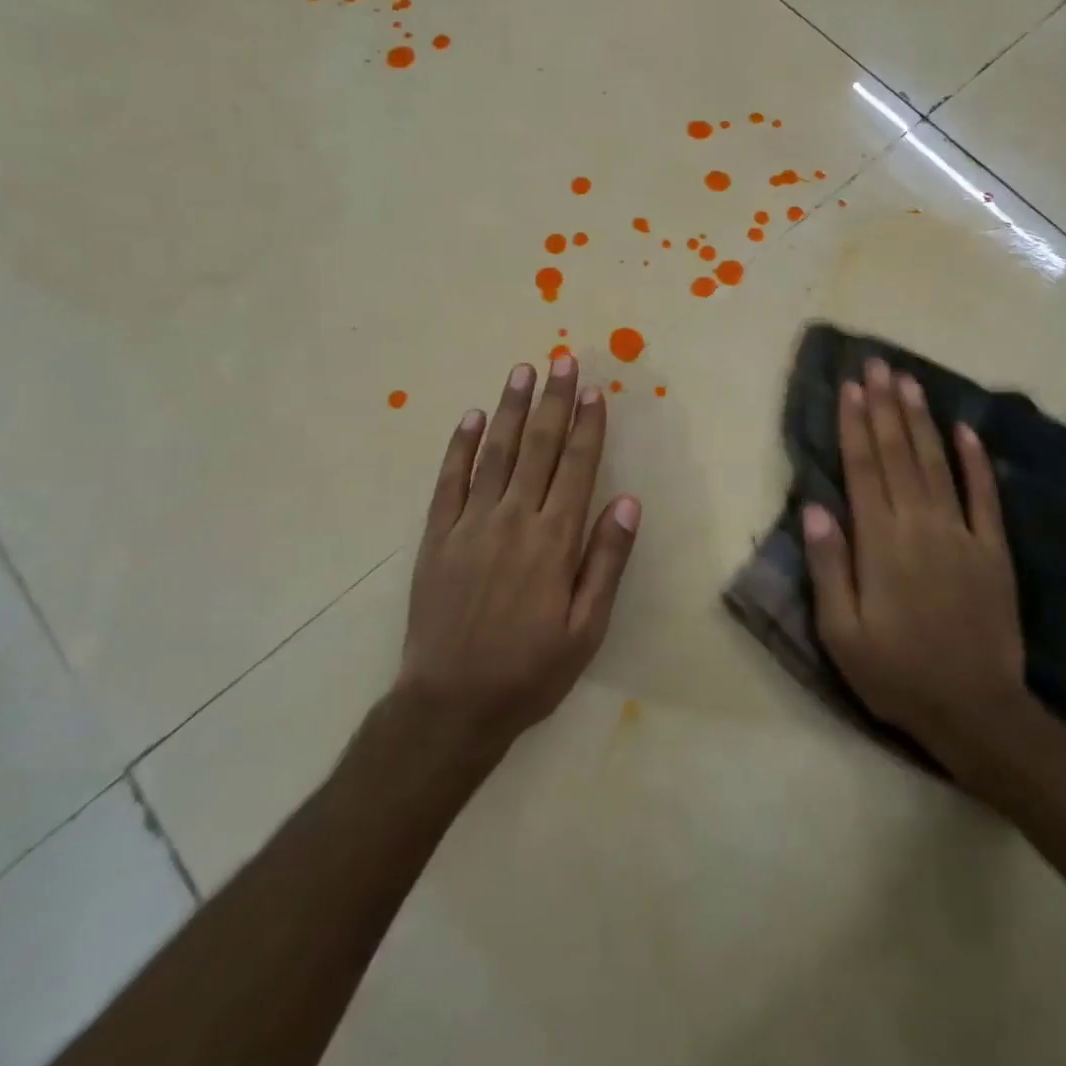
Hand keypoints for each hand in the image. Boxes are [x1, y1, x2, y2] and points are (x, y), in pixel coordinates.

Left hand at [394, 357, 640, 756]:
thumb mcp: (586, 629)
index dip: (588, 426)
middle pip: (540, 447)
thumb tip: (628, 501)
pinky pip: (450, 480)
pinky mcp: (437, 535)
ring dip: (511, 409)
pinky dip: (460, 446)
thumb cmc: (530, 670)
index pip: (577, 467)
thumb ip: (606, 561)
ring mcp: (471, 524)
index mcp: (554, 540)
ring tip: (523, 372)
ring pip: (496, 452)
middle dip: (554, 401)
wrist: (450, 704)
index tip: (595, 391)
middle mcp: (514, 519)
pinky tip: (471, 418)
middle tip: (562, 360)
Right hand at [803, 358, 1028, 764]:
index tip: (849, 388)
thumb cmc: (896, 673)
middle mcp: (920, 525)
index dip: (854, 425)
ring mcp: (962, 534)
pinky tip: (965, 430)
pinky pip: (984, 496)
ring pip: (936, 463)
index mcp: (880, 543)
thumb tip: (816, 507)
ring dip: (920, 419)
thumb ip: (829, 566)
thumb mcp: (841, 632)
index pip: (863, 469)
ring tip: (908, 380)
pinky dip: (975, 460)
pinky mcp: (994, 550)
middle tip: (876, 365)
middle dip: (884, 406)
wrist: (976, 710)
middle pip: (897, 454)